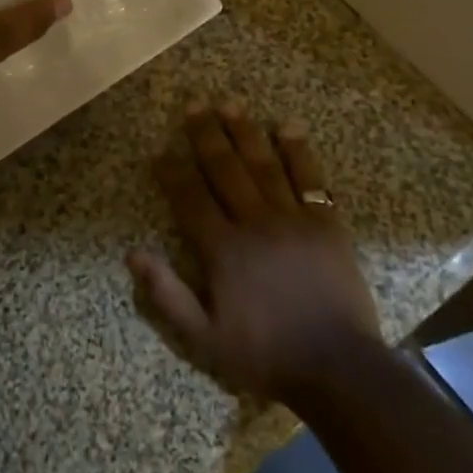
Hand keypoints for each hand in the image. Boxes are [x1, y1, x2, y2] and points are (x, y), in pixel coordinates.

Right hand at [128, 102, 379, 401]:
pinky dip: (297, 152)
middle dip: (206, 136)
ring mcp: (293, 219)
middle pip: (225, 170)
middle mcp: (255, 223)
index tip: (160, 151)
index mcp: (224, 250)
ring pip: (263, 165)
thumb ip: (167, 295)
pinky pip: (310, 179)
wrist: (339, 368)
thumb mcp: (205, 339)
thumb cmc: (266, 354)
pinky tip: (286, 127)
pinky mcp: (326, 223)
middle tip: (194, 106)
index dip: (173, 173)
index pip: (190, 199)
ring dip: (244, 133)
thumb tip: (133, 253)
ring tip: (229, 104)